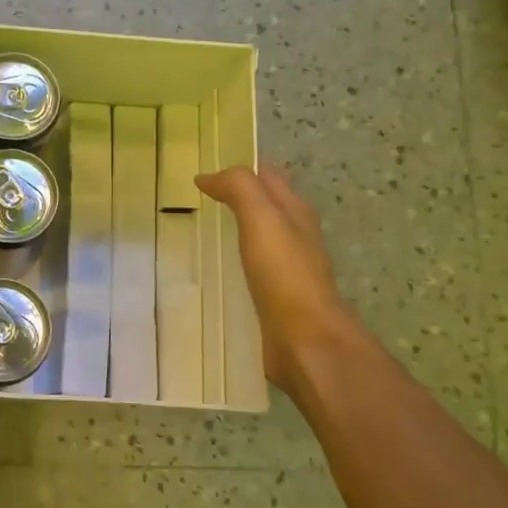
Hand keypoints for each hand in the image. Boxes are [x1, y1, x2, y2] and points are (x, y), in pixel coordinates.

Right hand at [195, 163, 377, 401]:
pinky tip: (217, 271)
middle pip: (268, 208)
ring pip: (260, 240)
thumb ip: (239, 189)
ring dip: (238, 231)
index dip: (243, 168)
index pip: (269, 178)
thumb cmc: (285, 273)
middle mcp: (295, 237)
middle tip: (200, 197)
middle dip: (241, 198)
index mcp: (295, 212)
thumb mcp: (262, 217)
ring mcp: (287, 270)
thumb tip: (208, 176)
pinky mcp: (276, 299)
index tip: (209, 169)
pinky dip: (236, 263)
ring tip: (203, 230)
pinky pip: (253, 271)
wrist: (307, 340)